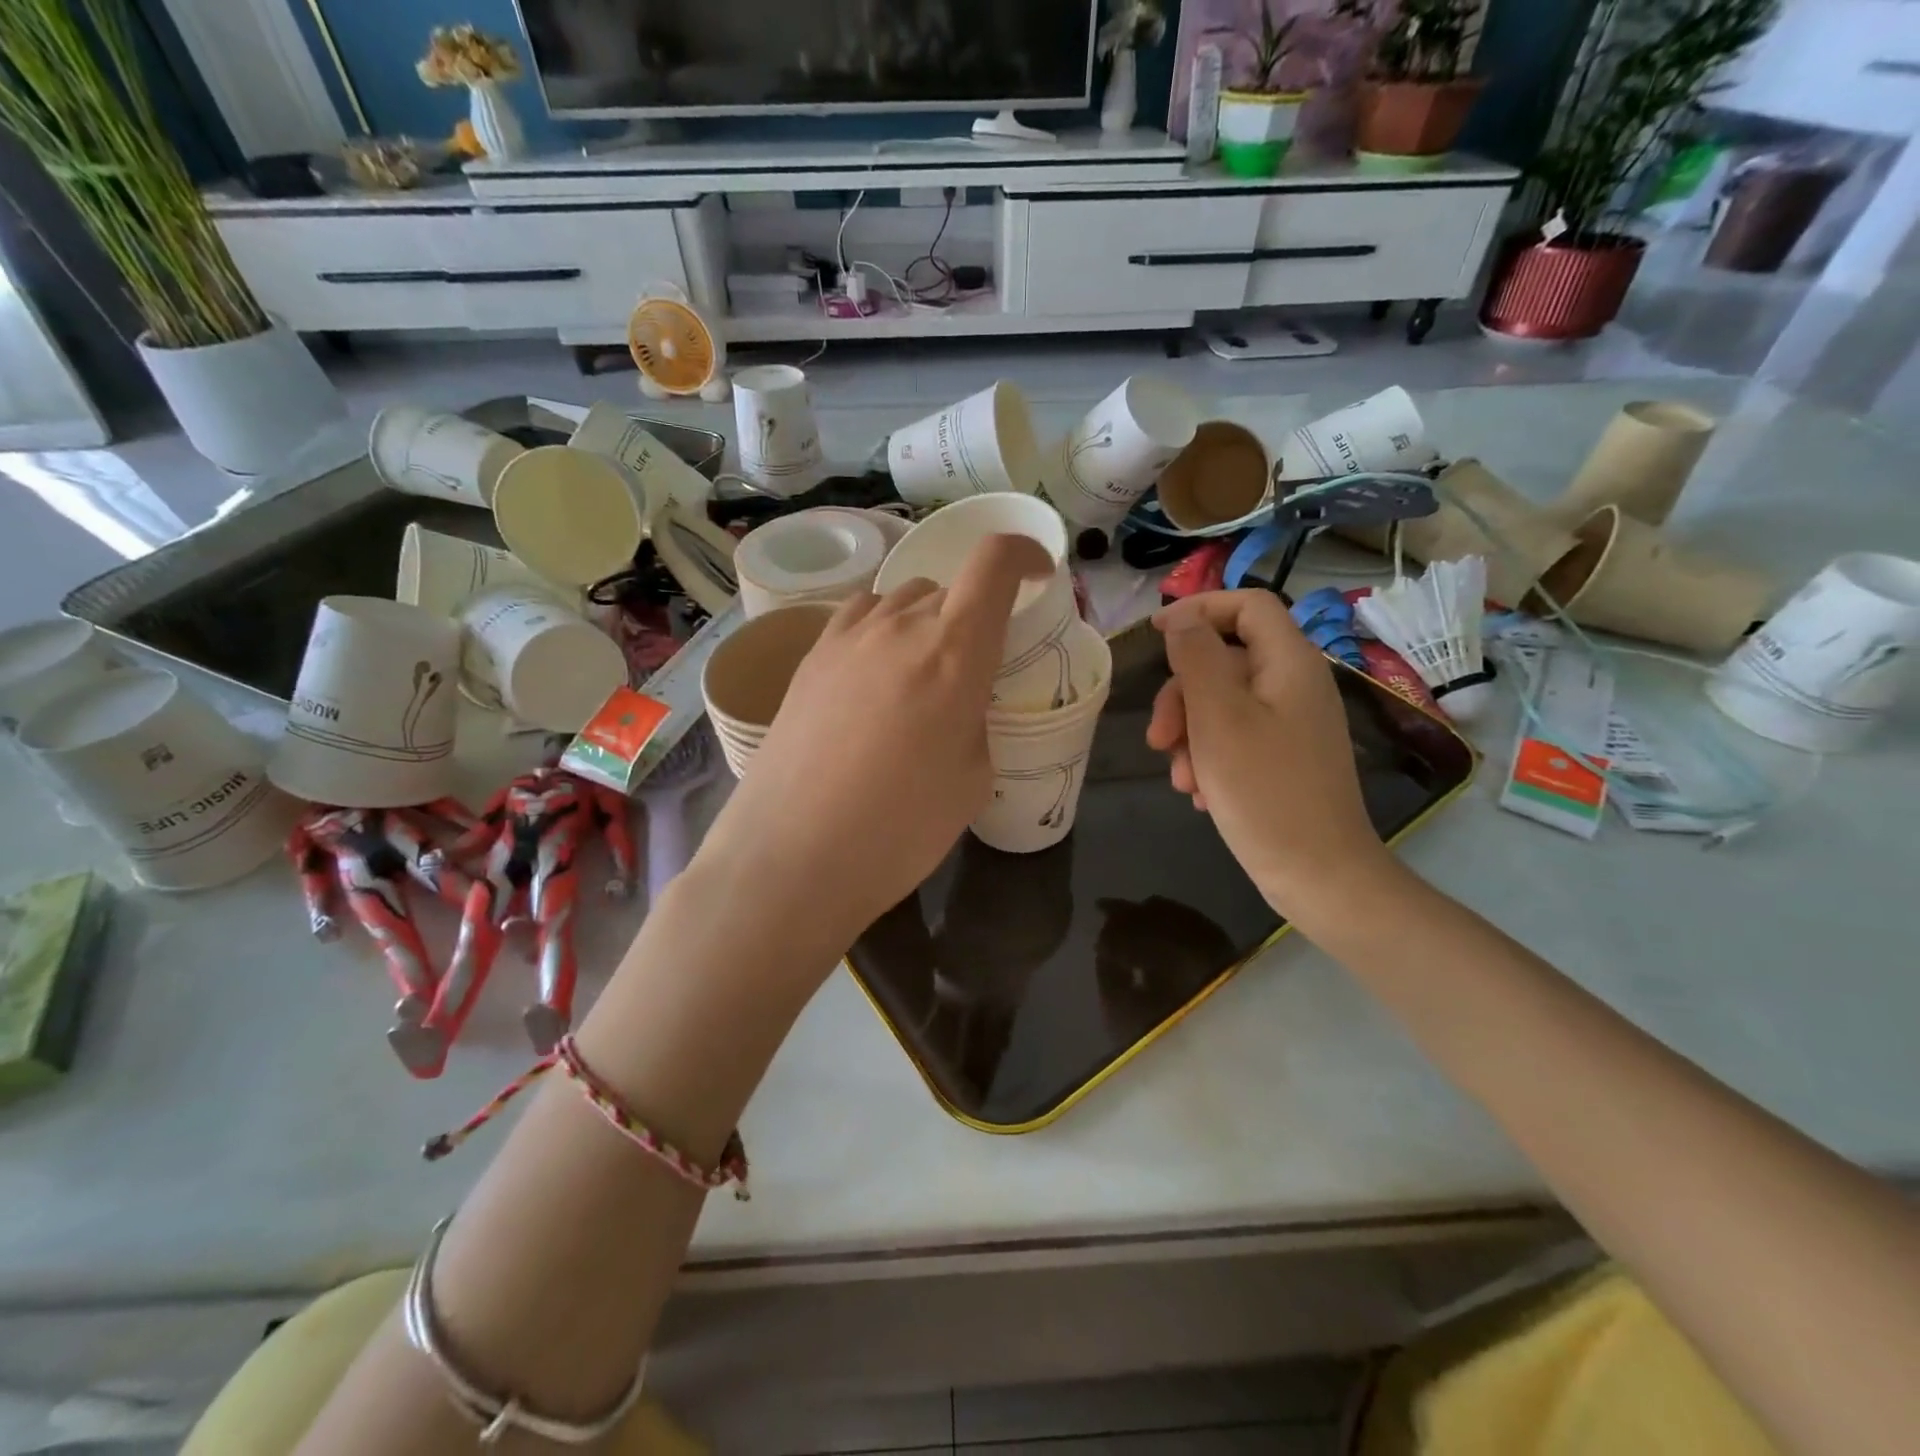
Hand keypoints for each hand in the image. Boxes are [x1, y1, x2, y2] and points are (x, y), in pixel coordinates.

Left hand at [693, 533, 1051, 945]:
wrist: (793, 855)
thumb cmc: (899, 828)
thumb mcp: (972, 779)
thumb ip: (974, 719)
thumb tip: (955, 703)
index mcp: (955, 651)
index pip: (995, 563)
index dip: (1024, 554)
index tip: (1037, 575)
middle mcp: (900, 626)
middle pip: (949, 588)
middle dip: (974, 616)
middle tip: (973, 668)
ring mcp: (846, 637)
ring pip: (901, 599)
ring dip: (925, 622)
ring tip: (921, 674)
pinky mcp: (809, 657)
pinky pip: (859, 617)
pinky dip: (882, 629)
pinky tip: (875, 675)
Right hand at [1147, 590, 1394, 918]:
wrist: (1319, 874)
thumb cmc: (1265, 791)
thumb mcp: (1219, 718)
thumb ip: (1197, 658)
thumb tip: (1182, 617)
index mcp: (1288, 664)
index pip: (1247, 605)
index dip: (1199, 608)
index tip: (1155, 634)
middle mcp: (1294, 685)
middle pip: (1224, 661)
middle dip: (1182, 696)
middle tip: (1158, 740)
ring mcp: (1291, 724)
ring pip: (1222, 705)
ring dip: (1190, 736)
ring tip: (1183, 781)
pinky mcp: (1283, 758)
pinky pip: (1235, 738)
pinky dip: (1210, 758)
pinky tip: (1201, 794)